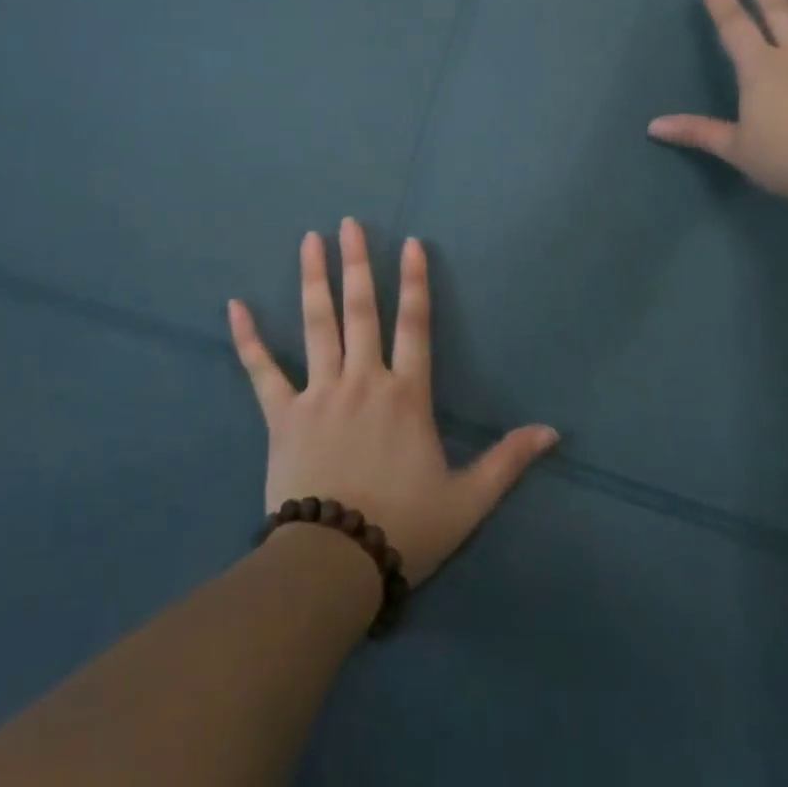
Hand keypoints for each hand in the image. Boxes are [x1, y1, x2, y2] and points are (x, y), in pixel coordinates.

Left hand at [228, 217, 558, 586]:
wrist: (336, 564)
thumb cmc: (405, 529)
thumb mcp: (467, 500)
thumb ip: (508, 461)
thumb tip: (553, 431)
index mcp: (406, 396)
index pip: (415, 325)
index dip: (415, 281)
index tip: (411, 242)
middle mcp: (363, 380)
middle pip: (362, 310)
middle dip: (357, 263)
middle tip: (349, 222)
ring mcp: (319, 393)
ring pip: (317, 325)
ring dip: (314, 279)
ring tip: (310, 239)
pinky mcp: (282, 414)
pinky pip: (262, 370)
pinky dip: (247, 338)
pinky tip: (234, 305)